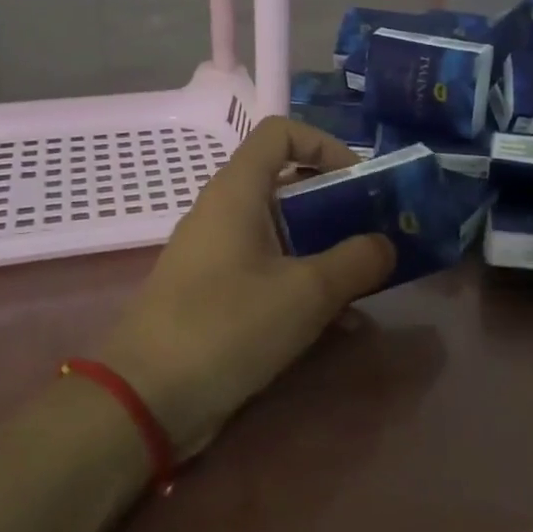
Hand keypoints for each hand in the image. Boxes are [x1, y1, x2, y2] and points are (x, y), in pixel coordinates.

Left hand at [99, 117, 395, 460]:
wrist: (146, 399)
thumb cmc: (227, 327)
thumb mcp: (306, 292)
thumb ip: (356, 261)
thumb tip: (385, 245)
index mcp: (237, 192)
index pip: (281, 132)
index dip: (326, 144)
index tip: (361, 182)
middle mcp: (224, 214)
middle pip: (288, 186)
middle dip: (338, 207)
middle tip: (378, 237)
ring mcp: (218, 258)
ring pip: (284, 237)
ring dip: (328, 254)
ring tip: (368, 284)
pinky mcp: (217, 297)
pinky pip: (270, 276)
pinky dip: (305, 289)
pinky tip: (340, 326)